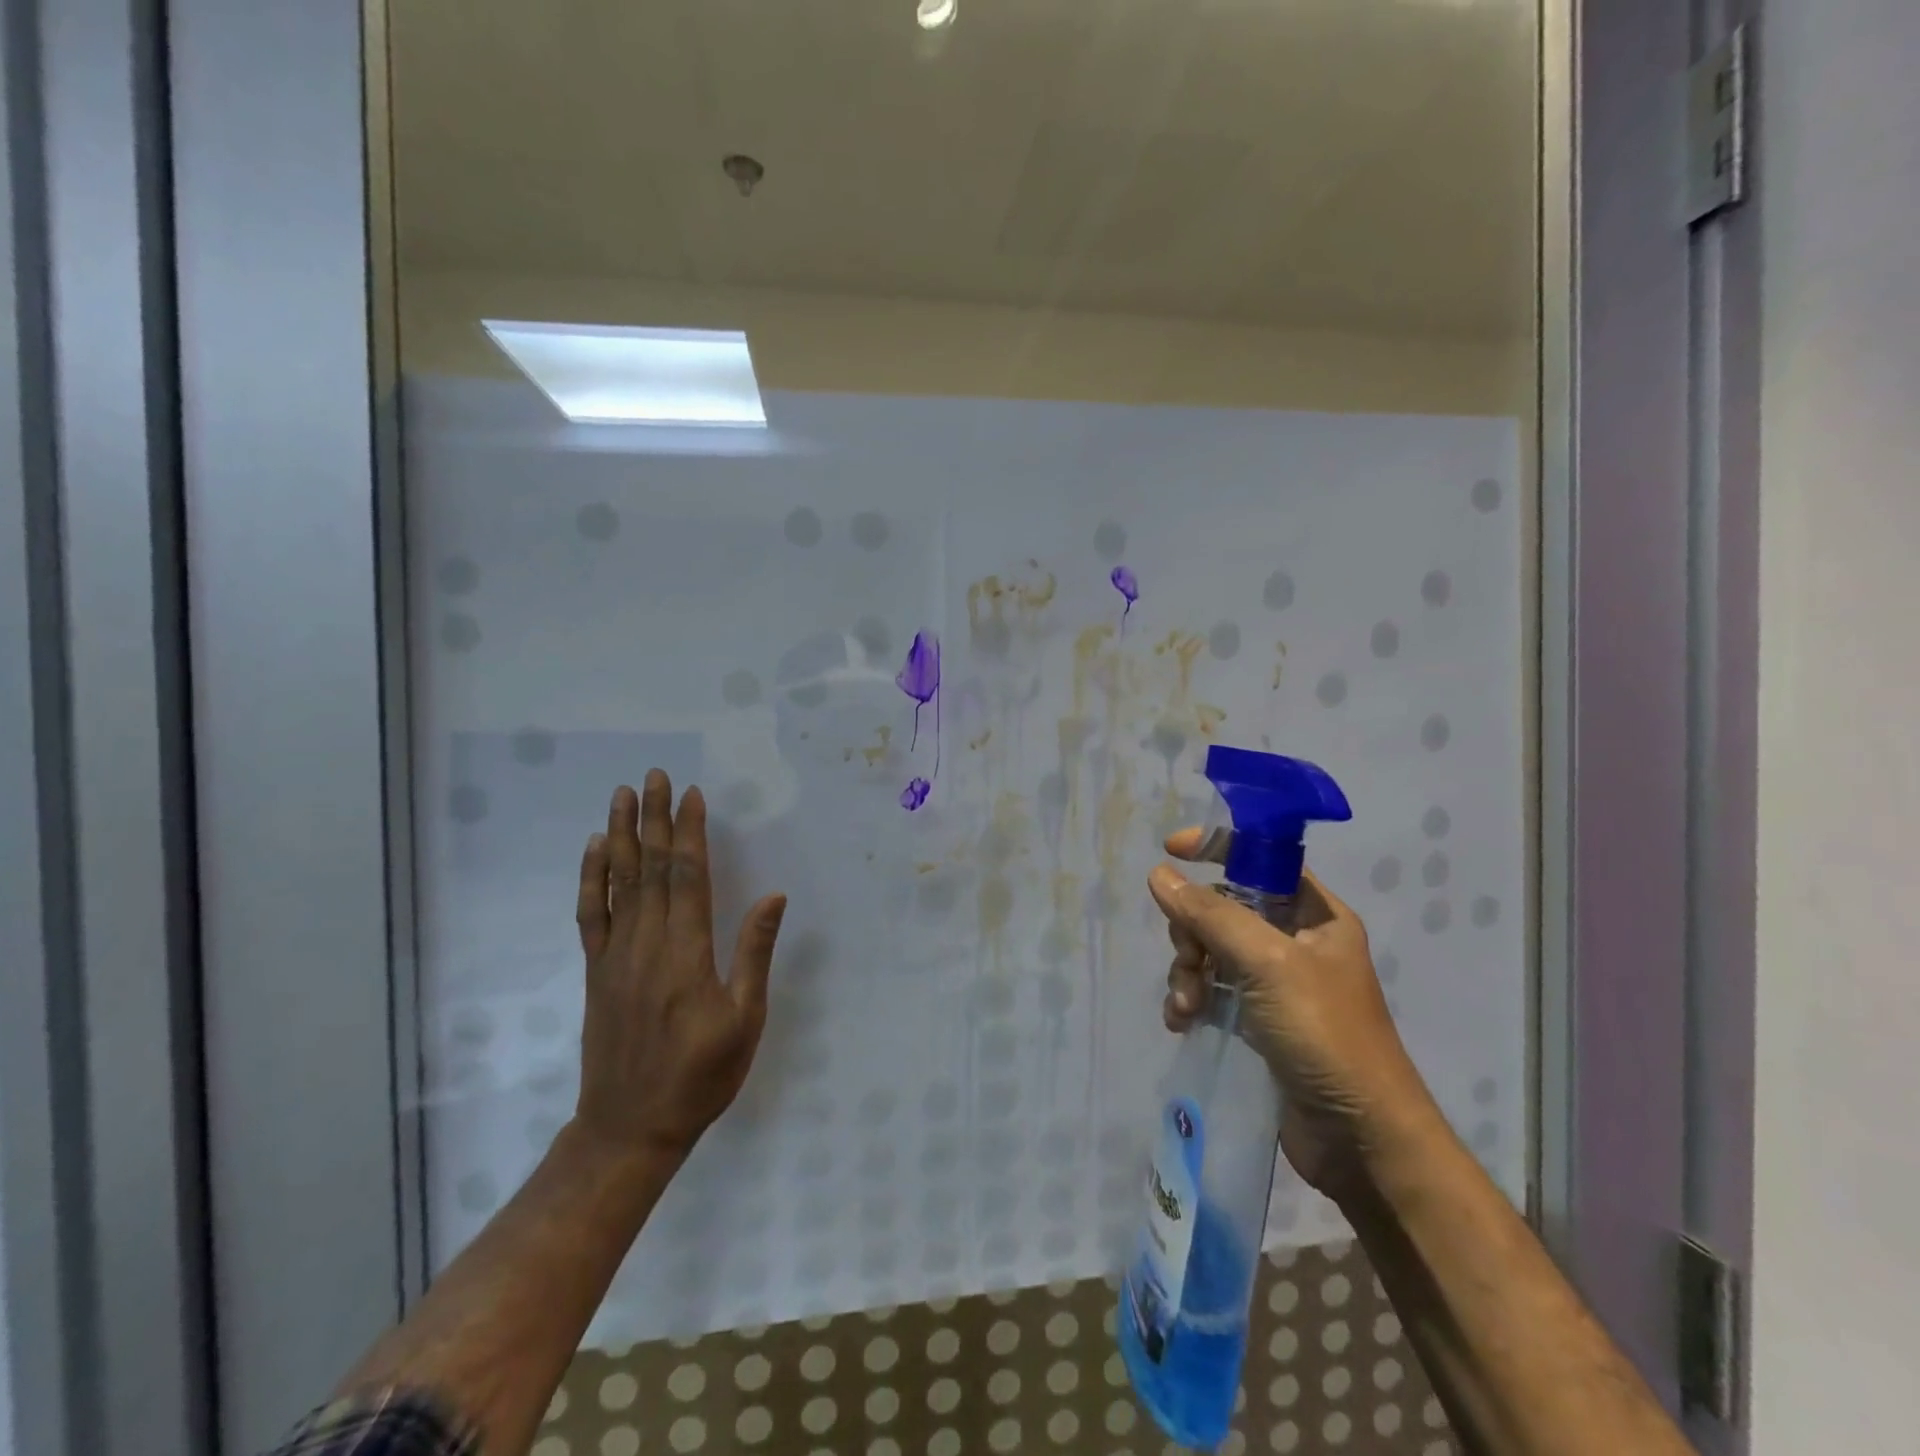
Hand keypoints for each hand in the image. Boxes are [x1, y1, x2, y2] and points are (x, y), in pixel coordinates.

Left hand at [571, 771, 787, 1161]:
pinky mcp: (597, 972)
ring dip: (622, 835)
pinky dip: (592, 879)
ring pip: (619, 883)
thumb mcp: (745, 1020)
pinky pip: (592, 915)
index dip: (690, 833)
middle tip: (655, 776)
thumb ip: (754, 953)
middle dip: (656, 819)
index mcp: (687, 953)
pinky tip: (596, 851)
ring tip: (623, 796)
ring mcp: (616, 956)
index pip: (688, 877)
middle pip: (652, 869)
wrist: (630, 1127)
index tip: (692, 795)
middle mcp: (648, 944)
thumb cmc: (701, 1076)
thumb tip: (774, 896)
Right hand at [1149, 829, 1432, 1199]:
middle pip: (1225, 908)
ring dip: (1188, 971)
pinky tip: (1181, 1022)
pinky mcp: (1260, 1022)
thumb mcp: (1267, 963)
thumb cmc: (1324, 1035)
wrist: (1361, 1141)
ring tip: (1185, 1004)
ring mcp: (1277, 984)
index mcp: (1316, 915)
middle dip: (1194, 930)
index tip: (1171, 849)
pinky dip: (1193, 1000)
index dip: (1218, 847)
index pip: (1262, 859)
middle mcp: (1297, 942)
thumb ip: (1211, 914)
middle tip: (1189, 959)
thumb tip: (1160, 874)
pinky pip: (1213, 990)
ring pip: (1212, 951)